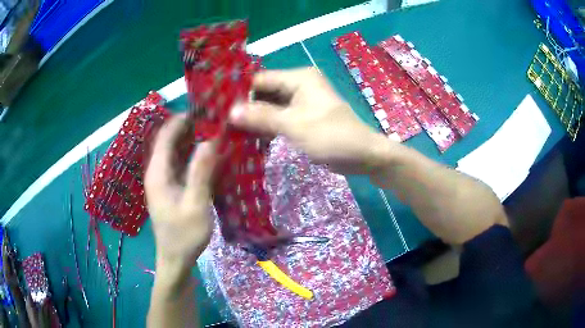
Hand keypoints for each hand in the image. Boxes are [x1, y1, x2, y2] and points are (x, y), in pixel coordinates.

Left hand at [145, 114, 219, 271]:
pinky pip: (181, 163)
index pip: (166, 134)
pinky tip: (212, 156)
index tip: (208, 112)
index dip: (184, 119)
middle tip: (218, 122)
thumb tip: (211, 137)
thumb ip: (201, 170)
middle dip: (192, 128)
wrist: (176, 260)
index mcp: (157, 172)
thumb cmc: (184, 236)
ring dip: (195, 141)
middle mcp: (157, 171)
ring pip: (177, 150)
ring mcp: (163, 179)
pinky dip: (195, 156)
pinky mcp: (171, 187)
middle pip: (171, 139)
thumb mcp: (195, 204)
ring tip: (218, 134)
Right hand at [228, 67, 392, 174]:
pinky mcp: (302, 118)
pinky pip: (278, 118)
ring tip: (228, 131)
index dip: (239, 92)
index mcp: (299, 78)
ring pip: (269, 107)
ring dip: (253, 119)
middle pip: (264, 93)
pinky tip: (248, 138)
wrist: (363, 156)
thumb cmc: (333, 136)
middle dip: (244, 107)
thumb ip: (262, 117)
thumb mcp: (295, 126)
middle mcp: (298, 85)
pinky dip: (266, 127)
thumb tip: (230, 111)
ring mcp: (300, 102)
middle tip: (219, 122)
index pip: (260, 79)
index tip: (217, 107)